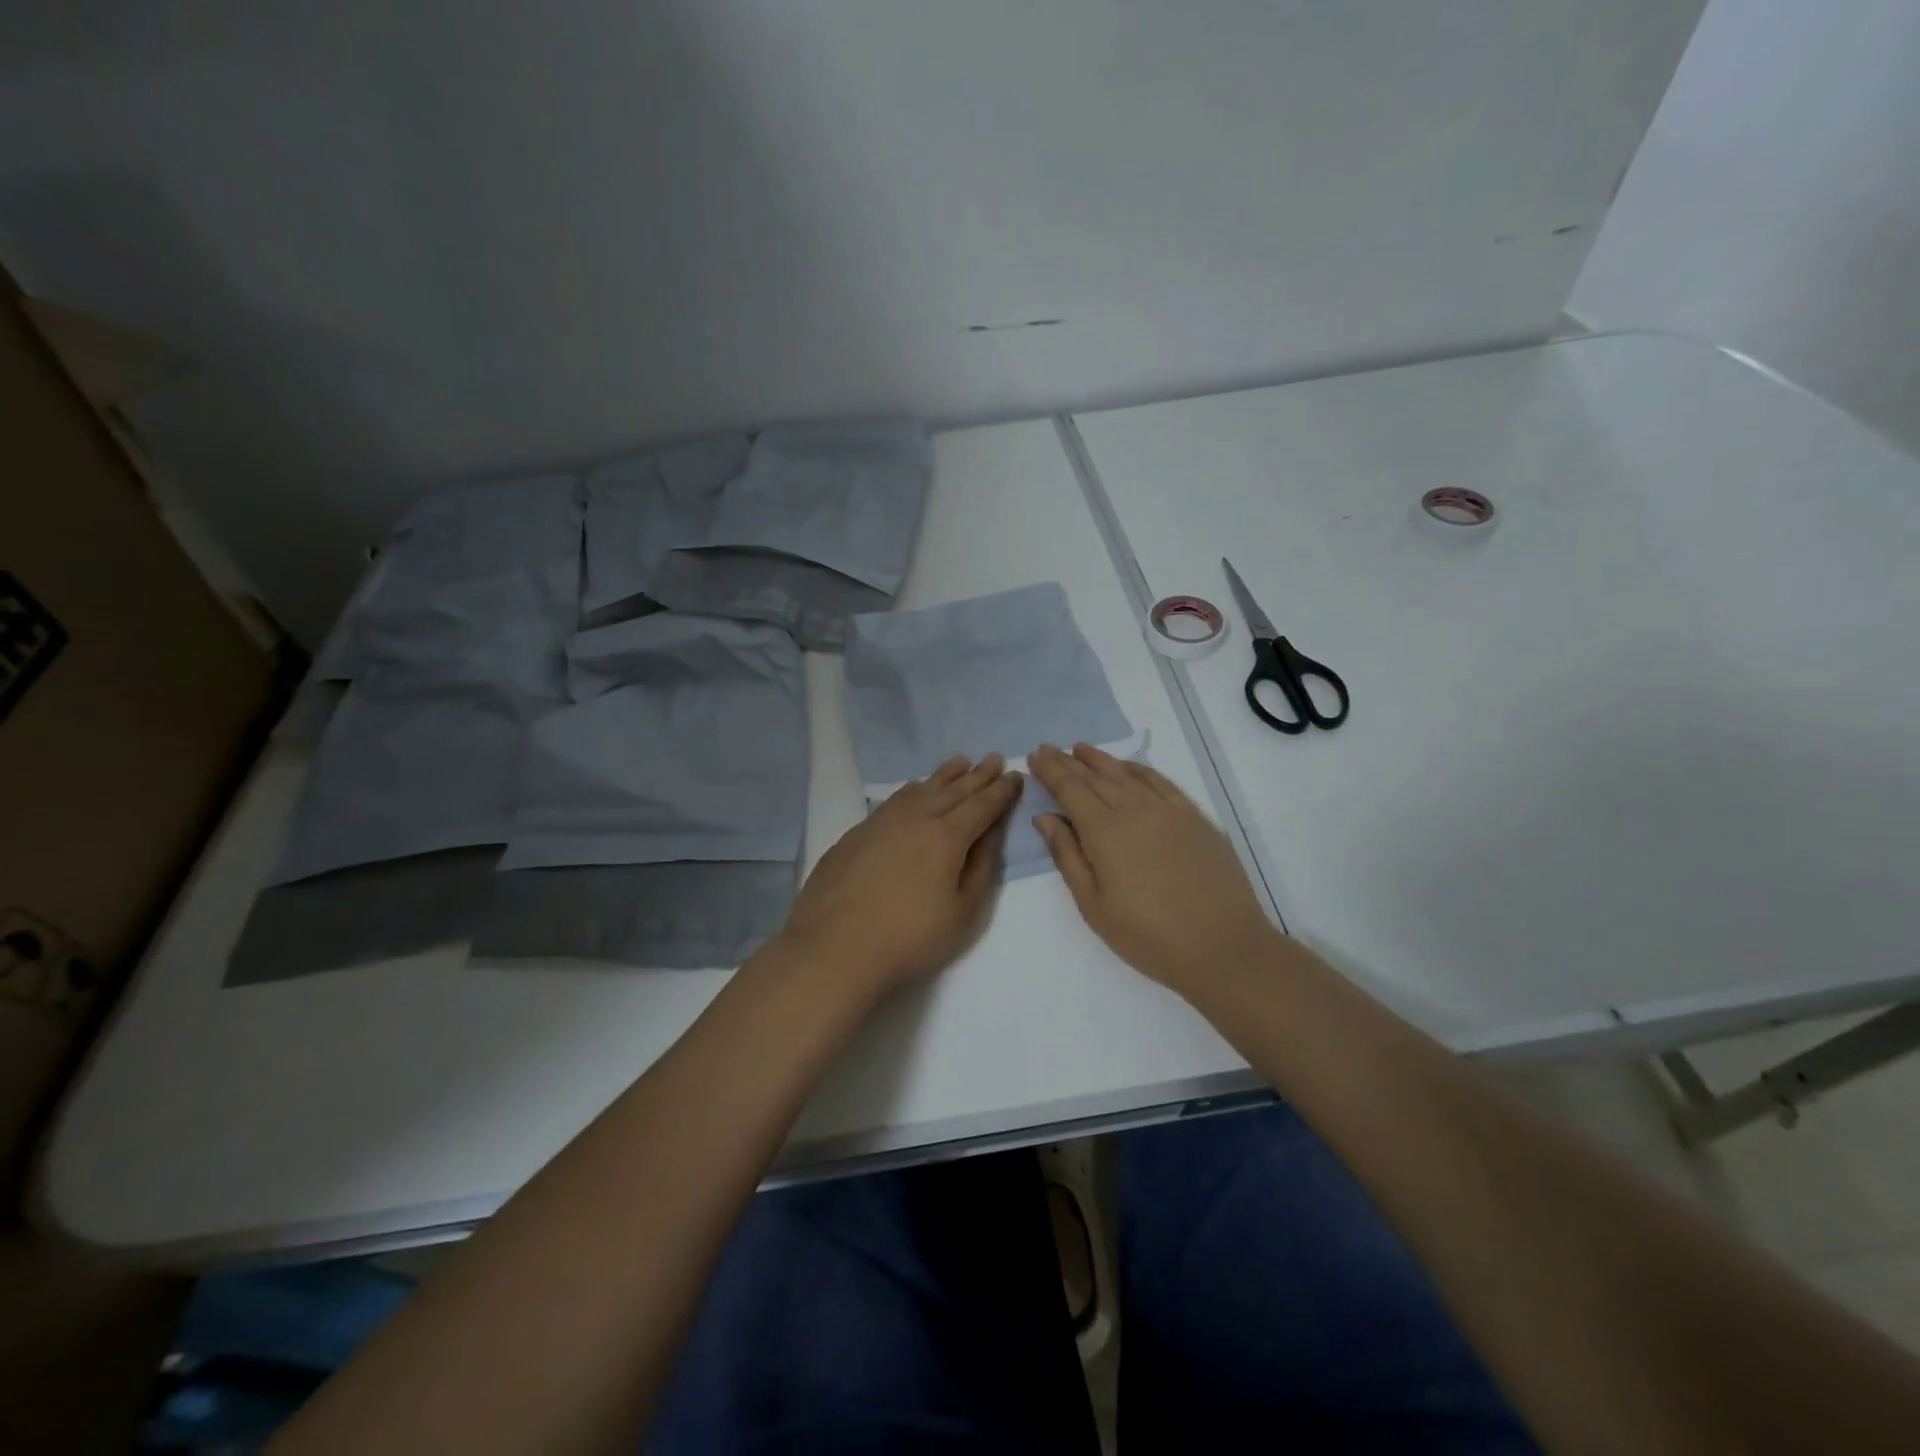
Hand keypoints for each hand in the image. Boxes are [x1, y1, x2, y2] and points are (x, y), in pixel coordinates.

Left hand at [778, 754, 1021, 998]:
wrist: (835, 947)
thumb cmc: (910, 937)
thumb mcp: (963, 911)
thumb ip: (981, 866)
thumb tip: (991, 832)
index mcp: (947, 835)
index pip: (983, 805)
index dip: (1002, 791)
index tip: (1016, 775)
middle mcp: (916, 817)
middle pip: (954, 790)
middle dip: (978, 775)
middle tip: (994, 758)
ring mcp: (882, 821)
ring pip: (921, 789)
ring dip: (945, 775)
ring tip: (960, 762)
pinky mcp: (857, 832)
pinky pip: (895, 799)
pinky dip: (913, 789)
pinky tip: (914, 790)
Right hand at [1028, 743, 1279, 994]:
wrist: (1223, 947)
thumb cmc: (1148, 936)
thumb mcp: (1093, 905)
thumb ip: (1067, 856)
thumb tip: (1045, 817)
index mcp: (1105, 832)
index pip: (1070, 789)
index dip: (1050, 771)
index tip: (1034, 756)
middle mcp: (1135, 810)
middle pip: (1096, 777)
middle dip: (1069, 762)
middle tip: (1050, 749)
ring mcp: (1169, 810)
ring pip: (1127, 774)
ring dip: (1101, 759)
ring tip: (1081, 748)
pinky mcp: (1195, 817)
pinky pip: (1161, 782)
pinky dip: (1139, 769)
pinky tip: (1129, 767)